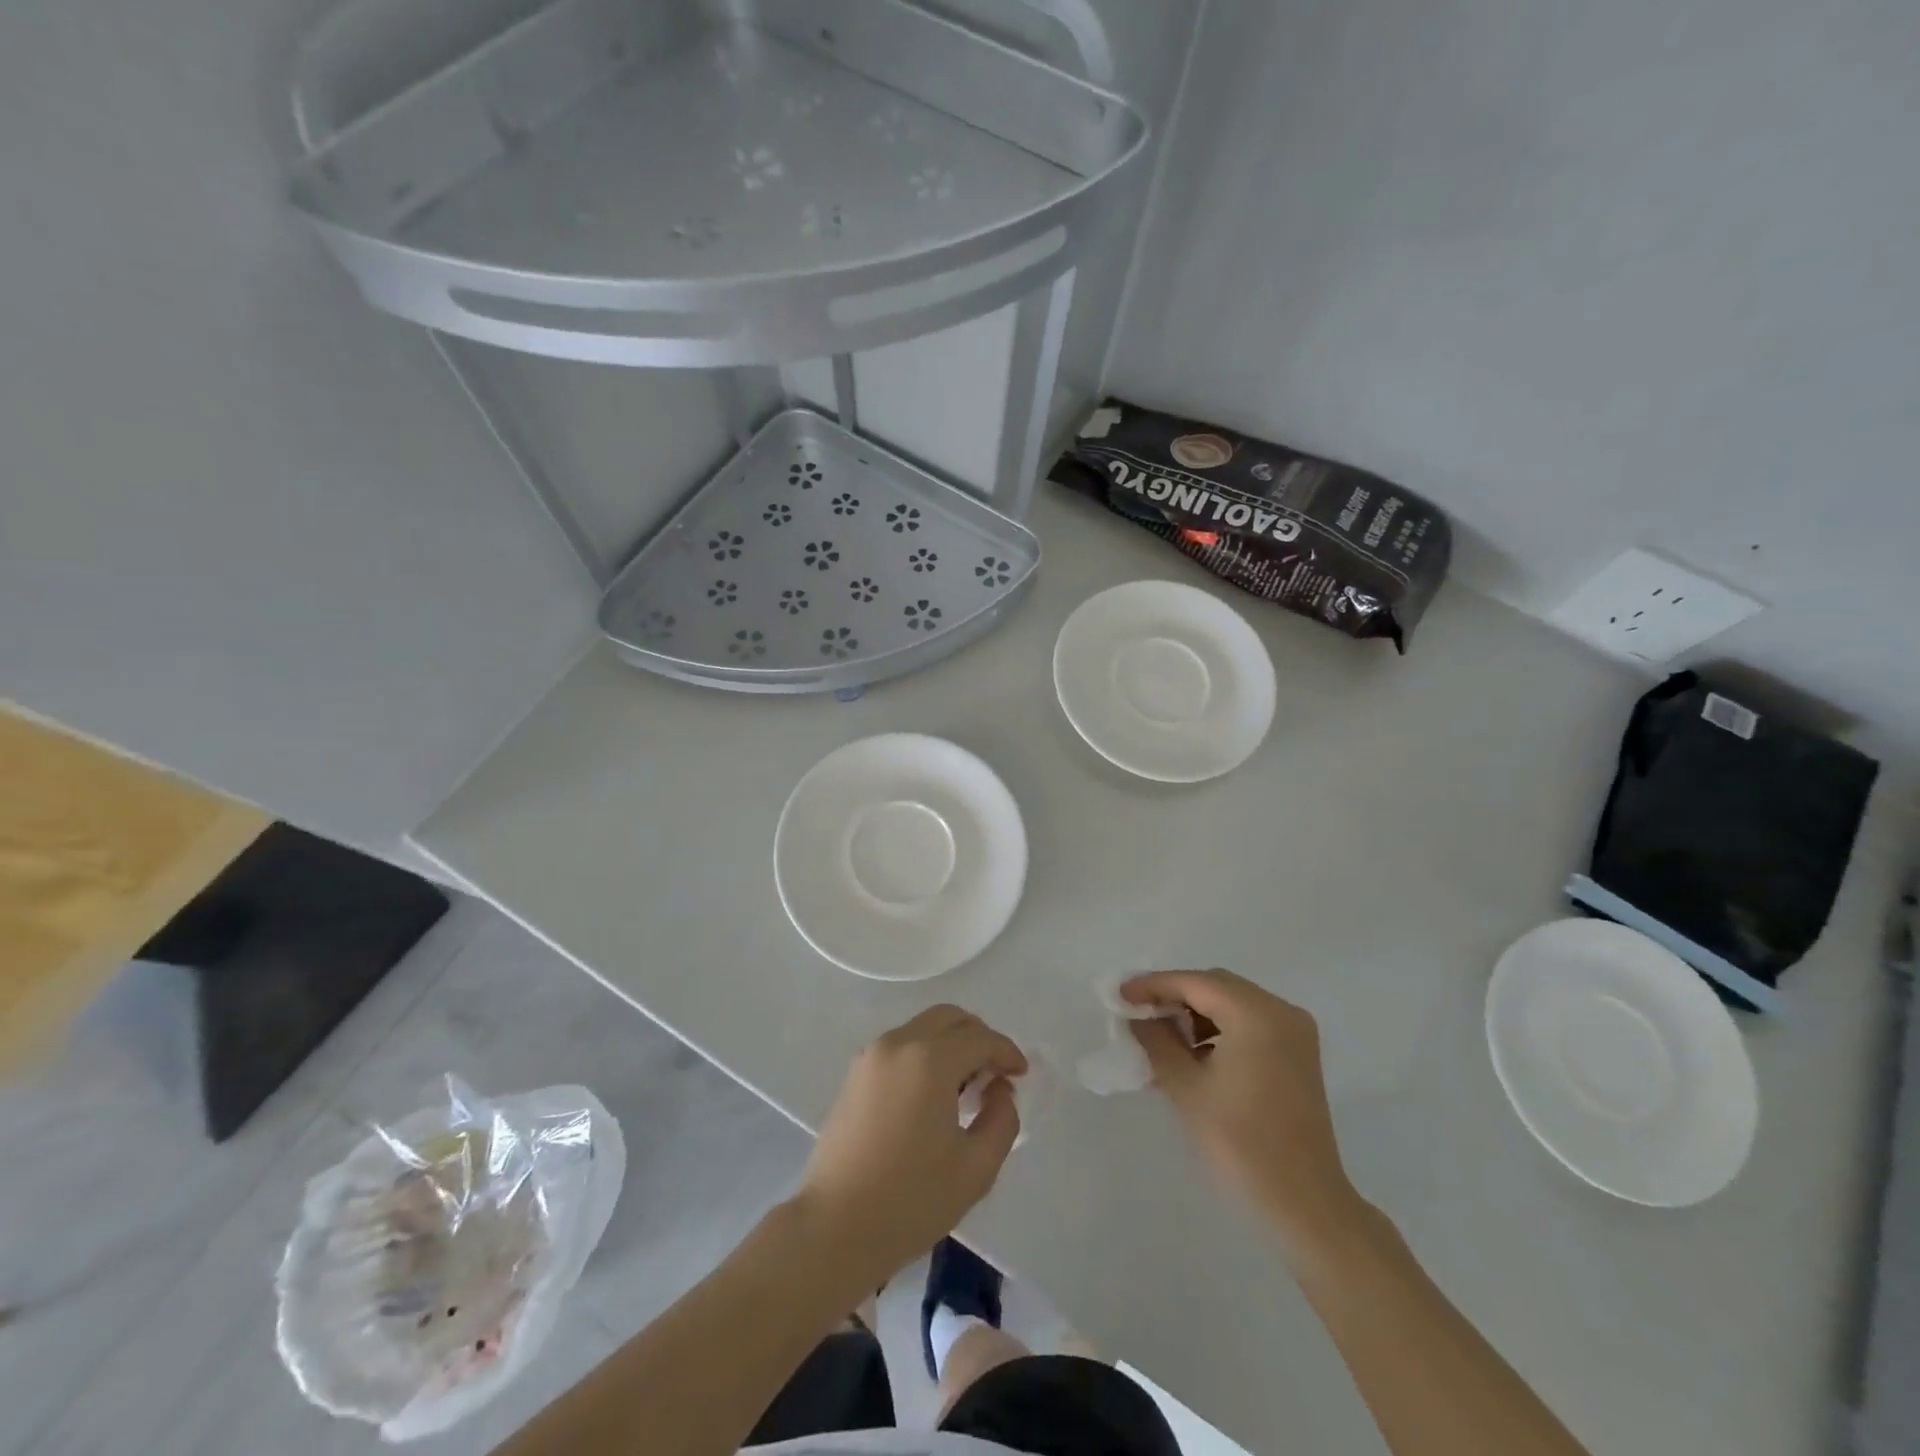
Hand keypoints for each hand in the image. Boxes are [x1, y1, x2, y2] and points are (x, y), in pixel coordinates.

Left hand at [795, 1006, 1027, 1282]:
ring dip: (950, 1044)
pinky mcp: (854, 1074)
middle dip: (978, 1037)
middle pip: (949, 1018)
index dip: (1007, 1052)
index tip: (1022, 1074)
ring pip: (922, 1028)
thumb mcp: (975, 1168)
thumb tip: (999, 1090)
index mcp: (929, 1060)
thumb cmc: (910, 1200)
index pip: (979, 1038)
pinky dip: (925, 1054)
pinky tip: (932, 1095)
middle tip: (995, 1073)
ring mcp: (871, 1056)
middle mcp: (899, 1044)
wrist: (834, 1227)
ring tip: (965, 1087)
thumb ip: (1001, 1119)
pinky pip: (901, 1046)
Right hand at [1124, 970, 1363, 1252]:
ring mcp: (1295, 1033)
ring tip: (1162, 1037)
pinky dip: (1220, 1029)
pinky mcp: (1299, 1055)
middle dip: (1175, 995)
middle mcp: (1281, 1012)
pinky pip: (1250, 1023)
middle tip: (1138, 1012)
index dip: (1154, 985)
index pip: (1195, 983)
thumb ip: (1157, 1041)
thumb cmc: (1241, 1144)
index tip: (1120, 994)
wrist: (1305, 1205)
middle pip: (1216, 986)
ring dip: (1196, 1013)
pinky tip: (1194, 1054)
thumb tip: (1137, 1015)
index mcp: (1257, 1014)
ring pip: (1233, 1003)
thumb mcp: (1186, 1088)